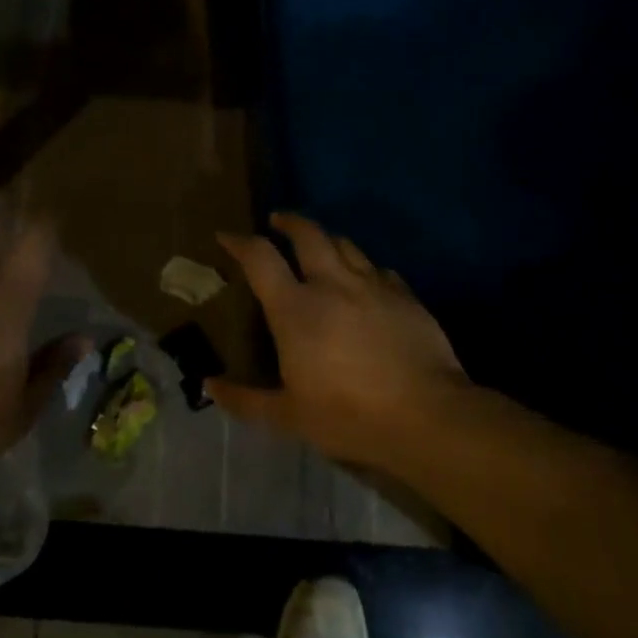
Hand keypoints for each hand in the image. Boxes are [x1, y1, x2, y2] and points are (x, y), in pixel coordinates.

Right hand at [207, 213, 471, 468]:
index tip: (226, 235)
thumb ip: (246, 399)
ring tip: (320, 245)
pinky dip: (365, 268)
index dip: (239, 242)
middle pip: (308, 234)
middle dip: (289, 221)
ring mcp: (373, 286)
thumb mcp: (289, 416)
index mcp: (296, 308)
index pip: (260, 258)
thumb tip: (209, 386)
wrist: (428, 416)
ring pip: (346, 245)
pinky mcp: (406, 296)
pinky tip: (366, 282)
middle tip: (277, 221)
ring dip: (327, 239)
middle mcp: (332, 284)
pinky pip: (380, 270)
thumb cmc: (349, 415)